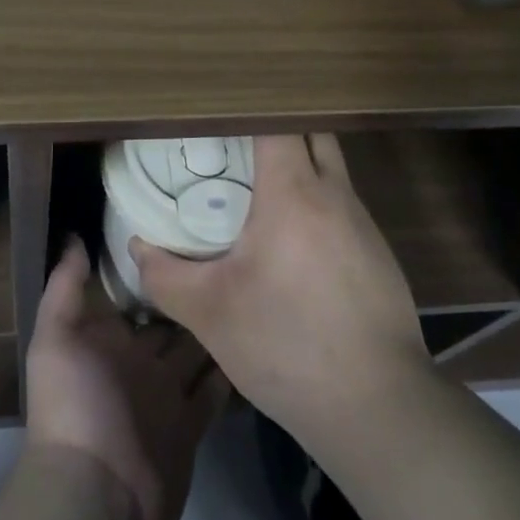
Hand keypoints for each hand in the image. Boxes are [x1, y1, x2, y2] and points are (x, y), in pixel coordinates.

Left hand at [25, 239, 229, 519]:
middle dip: (193, 293)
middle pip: (172, 319)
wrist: (95, 494)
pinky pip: (215, 392)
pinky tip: (255, 339)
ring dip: (216, 327)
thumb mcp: (56, 337)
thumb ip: (64, 286)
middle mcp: (140, 360)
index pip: (138, 293)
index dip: (157, 266)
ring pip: (198, 351)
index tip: (185, 229)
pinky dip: (231, 371)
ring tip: (250, 288)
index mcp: (110, 338)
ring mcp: (167, 394)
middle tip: (229, 253)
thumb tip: (74, 235)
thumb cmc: (74, 404)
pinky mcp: (191, 425)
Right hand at [130, 134, 428, 447]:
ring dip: (300, 169)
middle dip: (277, 129)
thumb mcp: (209, 312)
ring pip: (331, 171)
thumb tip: (138, 246)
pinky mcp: (380, 257)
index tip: (217, 116)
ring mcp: (364, 225)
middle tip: (237, 148)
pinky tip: (295, 246)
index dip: (247, 111)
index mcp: (293, 192)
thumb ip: (165, 274)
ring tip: (260, 192)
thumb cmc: (286, 345)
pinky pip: (344, 209)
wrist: (378, 408)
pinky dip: (318, 207)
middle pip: (312, 133)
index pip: (276, 122)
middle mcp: (335, 194)